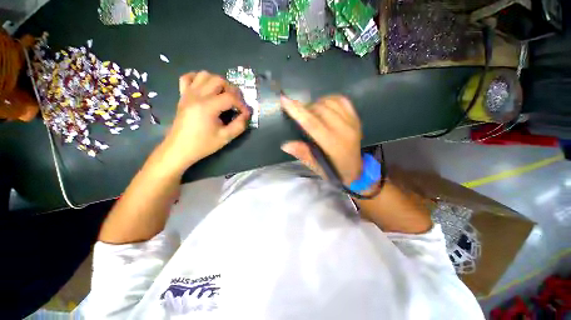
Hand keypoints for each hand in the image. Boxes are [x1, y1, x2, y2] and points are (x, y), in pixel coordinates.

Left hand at [162, 71, 250, 171]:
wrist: (179, 148)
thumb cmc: (203, 144)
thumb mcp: (225, 137)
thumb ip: (239, 125)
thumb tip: (246, 115)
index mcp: (208, 106)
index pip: (230, 97)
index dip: (241, 104)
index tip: (245, 113)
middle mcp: (197, 95)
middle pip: (218, 80)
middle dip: (232, 90)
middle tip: (236, 102)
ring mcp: (188, 93)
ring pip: (204, 75)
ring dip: (217, 82)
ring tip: (223, 94)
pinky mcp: (182, 95)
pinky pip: (188, 78)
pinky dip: (198, 78)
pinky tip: (205, 88)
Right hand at [280, 95, 362, 184]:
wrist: (356, 171)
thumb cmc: (334, 171)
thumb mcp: (316, 167)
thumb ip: (303, 154)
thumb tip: (285, 144)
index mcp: (333, 144)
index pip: (312, 123)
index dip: (297, 111)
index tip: (285, 100)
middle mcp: (344, 130)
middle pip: (320, 110)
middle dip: (306, 108)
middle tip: (300, 115)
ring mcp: (352, 122)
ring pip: (330, 102)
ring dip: (317, 104)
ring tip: (311, 112)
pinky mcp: (356, 118)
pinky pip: (342, 100)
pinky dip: (329, 100)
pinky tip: (324, 106)